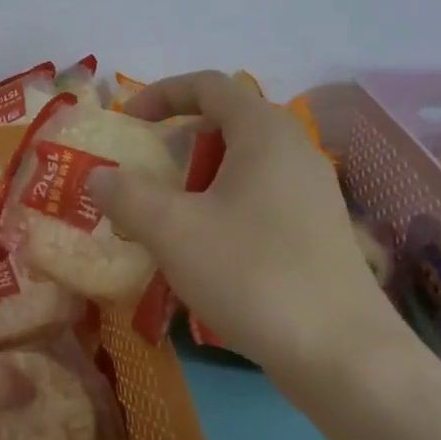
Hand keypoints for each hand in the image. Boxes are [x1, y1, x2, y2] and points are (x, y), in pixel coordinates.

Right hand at [90, 71, 407, 394]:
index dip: (161, 94)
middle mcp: (295, 151)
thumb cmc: (252, 273)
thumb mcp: (172, 230)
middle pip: (227, 123)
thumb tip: (99, 176)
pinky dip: (222, 205)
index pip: (209, 85)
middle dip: (177, 141)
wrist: (342, 354)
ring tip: (166, 215)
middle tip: (144, 173)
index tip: (127, 123)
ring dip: (197, 179)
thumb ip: (126, 195)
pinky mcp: (317, 232)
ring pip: (243, 165)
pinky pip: (259, 197)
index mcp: (264, 133)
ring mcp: (312, 193)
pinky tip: (203, 250)